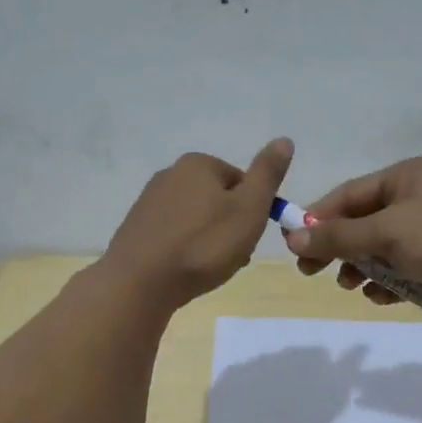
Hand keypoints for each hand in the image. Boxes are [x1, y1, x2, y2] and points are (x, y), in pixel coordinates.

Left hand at [102, 138, 293, 308]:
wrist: (141, 282)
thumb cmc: (204, 245)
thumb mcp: (249, 208)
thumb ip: (268, 174)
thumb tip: (284, 140)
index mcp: (199, 163)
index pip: (242, 182)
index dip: (253, 211)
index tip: (250, 237)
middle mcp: (170, 173)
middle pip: (218, 199)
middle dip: (230, 226)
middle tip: (232, 257)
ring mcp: (149, 201)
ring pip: (196, 219)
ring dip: (209, 240)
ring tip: (209, 268)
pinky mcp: (137, 228)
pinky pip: (175, 235)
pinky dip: (186, 249)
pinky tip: (186, 270)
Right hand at [284, 156, 421, 317]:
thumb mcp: (387, 233)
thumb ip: (339, 236)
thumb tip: (291, 237)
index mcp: (408, 175)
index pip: (350, 194)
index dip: (319, 220)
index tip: (295, 247)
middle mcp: (420, 195)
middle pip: (365, 222)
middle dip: (341, 248)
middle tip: (314, 273)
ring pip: (384, 248)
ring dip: (365, 268)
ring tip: (353, 287)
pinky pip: (406, 266)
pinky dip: (391, 281)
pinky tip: (383, 297)